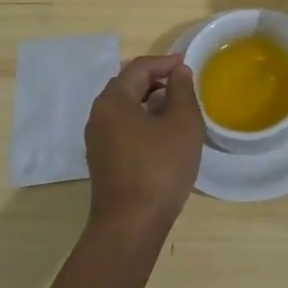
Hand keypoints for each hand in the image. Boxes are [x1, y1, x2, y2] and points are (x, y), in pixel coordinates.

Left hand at [83, 54, 203, 236]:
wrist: (131, 225)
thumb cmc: (160, 168)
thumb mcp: (182, 123)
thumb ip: (182, 90)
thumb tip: (178, 71)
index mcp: (113, 101)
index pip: (139, 68)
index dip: (166, 62)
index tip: (189, 64)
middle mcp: (98, 115)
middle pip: (128, 85)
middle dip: (157, 79)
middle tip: (184, 82)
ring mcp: (97, 139)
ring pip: (125, 107)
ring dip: (150, 100)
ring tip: (177, 106)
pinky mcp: (102, 159)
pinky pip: (123, 126)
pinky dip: (142, 119)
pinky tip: (163, 132)